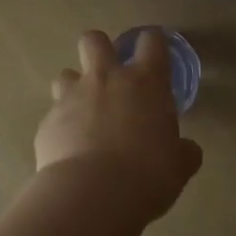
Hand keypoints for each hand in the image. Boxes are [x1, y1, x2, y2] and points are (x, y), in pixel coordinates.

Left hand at [35, 29, 202, 220]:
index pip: (151, 41)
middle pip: (94, 40)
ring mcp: (72, 97)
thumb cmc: (147, 174)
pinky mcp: (47, 122)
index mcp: (146, 82)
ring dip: (74, 88)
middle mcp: (107, 79)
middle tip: (108, 73)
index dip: (152, 43)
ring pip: (66, 74)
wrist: (93, 194)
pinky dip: (61, 128)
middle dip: (99, 49)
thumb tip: (187, 150)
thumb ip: (183, 151)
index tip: (154, 54)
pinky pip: (53, 116)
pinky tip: (69, 150)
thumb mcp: (179, 165)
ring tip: (83, 113)